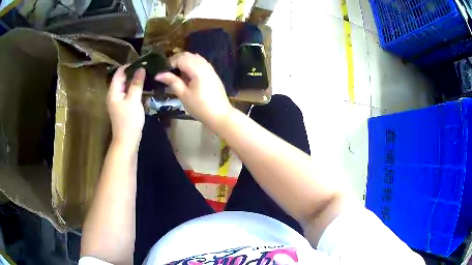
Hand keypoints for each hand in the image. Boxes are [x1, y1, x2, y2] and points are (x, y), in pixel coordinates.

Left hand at [107, 65, 144, 145]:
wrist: (127, 141)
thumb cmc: (129, 120)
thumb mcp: (134, 100)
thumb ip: (136, 83)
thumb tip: (141, 68)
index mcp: (113, 92)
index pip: (119, 73)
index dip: (129, 66)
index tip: (142, 61)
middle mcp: (114, 95)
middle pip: (122, 79)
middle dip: (133, 73)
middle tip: (146, 68)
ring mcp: (118, 102)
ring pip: (125, 87)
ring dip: (134, 81)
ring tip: (146, 76)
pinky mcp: (123, 107)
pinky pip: (128, 94)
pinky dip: (134, 89)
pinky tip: (143, 88)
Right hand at [155, 52, 232, 128]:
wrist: (220, 115)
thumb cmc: (200, 107)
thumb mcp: (183, 95)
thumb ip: (172, 81)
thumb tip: (158, 74)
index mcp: (197, 69)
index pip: (181, 58)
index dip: (170, 63)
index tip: (164, 74)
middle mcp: (204, 65)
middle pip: (188, 55)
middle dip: (177, 61)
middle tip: (169, 74)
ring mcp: (210, 68)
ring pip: (195, 57)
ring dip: (184, 62)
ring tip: (178, 76)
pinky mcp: (212, 73)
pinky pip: (200, 62)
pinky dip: (192, 65)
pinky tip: (188, 77)